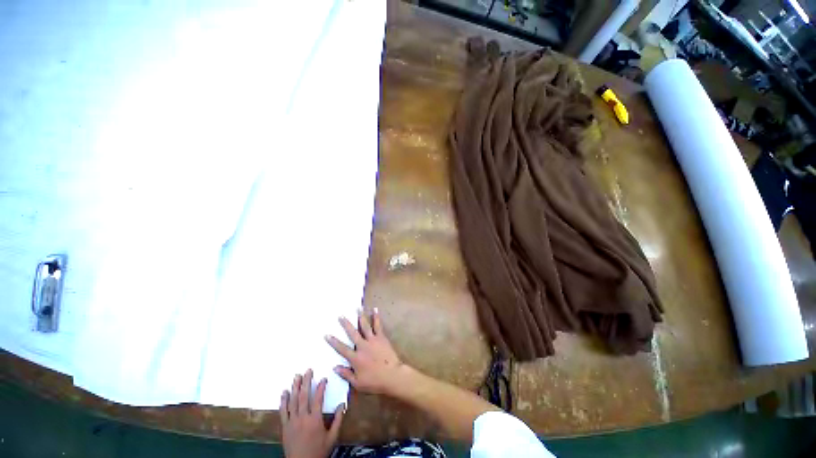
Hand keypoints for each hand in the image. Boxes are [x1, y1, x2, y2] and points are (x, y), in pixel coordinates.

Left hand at [280, 369, 344, 457]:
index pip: (318, 399)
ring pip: (292, 401)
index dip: (321, 387)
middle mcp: (302, 418)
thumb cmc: (318, 451)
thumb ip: (338, 420)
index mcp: (315, 419)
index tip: (323, 379)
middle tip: (308, 370)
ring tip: (296, 377)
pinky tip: (284, 393)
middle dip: (306, 382)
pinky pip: (283, 412)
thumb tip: (343, 404)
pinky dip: (283, 401)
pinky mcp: (285, 427)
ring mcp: (292, 422)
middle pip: (303, 396)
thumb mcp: (332, 437)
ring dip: (295, 388)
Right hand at [325, 308, 405, 395]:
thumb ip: (346, 374)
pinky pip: (378, 325)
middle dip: (346, 324)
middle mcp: (363, 346)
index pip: (342, 349)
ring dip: (360, 316)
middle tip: (341, 315)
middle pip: (352, 333)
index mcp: (356, 358)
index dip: (334, 342)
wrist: (392, 375)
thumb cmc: (375, 381)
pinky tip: (375, 309)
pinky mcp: (381, 337)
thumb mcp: (358, 383)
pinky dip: (376, 317)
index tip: (327, 334)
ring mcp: (372, 340)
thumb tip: (335, 367)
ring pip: (365, 326)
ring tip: (357, 308)